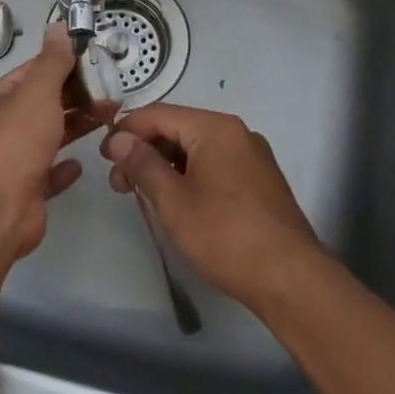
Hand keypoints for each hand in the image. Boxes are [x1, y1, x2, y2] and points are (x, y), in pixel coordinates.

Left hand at [0, 24, 117, 267]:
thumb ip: (52, 62)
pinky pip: (48, 174)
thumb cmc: (13, 142)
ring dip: (75, 126)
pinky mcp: (24, 192)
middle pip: (40, 105)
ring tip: (108, 117)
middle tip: (112, 91)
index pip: (30, 73)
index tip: (95, 62)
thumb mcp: (37, 93)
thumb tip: (59, 26)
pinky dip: (64, 167)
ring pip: (47, 137)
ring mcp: (10, 162)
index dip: (61, 65)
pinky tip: (82, 162)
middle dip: (74, 96)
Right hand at [102, 104, 322, 310]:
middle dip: (144, 151)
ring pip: (196, 149)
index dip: (126, 132)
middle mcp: (236, 132)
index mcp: (215, 127)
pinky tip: (178, 201)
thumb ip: (142, 164)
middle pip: (177, 128)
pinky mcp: (260, 180)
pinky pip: (215, 164)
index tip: (103, 158)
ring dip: (165, 166)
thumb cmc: (225, 235)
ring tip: (145, 196)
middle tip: (120, 185)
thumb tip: (118, 138)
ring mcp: (252, 156)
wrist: (291, 279)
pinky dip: (189, 175)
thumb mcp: (174, 200)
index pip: (158, 114)